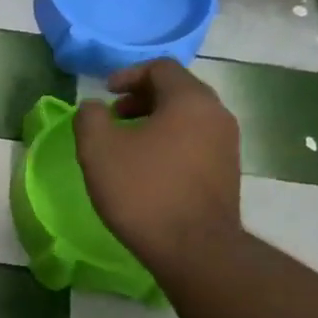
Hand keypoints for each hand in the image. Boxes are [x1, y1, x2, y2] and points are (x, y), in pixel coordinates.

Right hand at [73, 59, 241, 264]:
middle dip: (142, 97)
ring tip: (128, 144)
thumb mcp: (98, 149)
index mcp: (190, 100)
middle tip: (114, 116)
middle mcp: (216, 115)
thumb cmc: (143, 191)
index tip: (106, 94)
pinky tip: (148, 168)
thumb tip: (94, 107)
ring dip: (156, 121)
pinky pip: (196, 141)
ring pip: (188, 117)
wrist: (194, 250)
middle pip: (178, 90)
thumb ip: (90, 117)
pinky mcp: (228, 172)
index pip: (161, 67)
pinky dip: (171, 142)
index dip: (128, 74)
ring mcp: (227, 145)